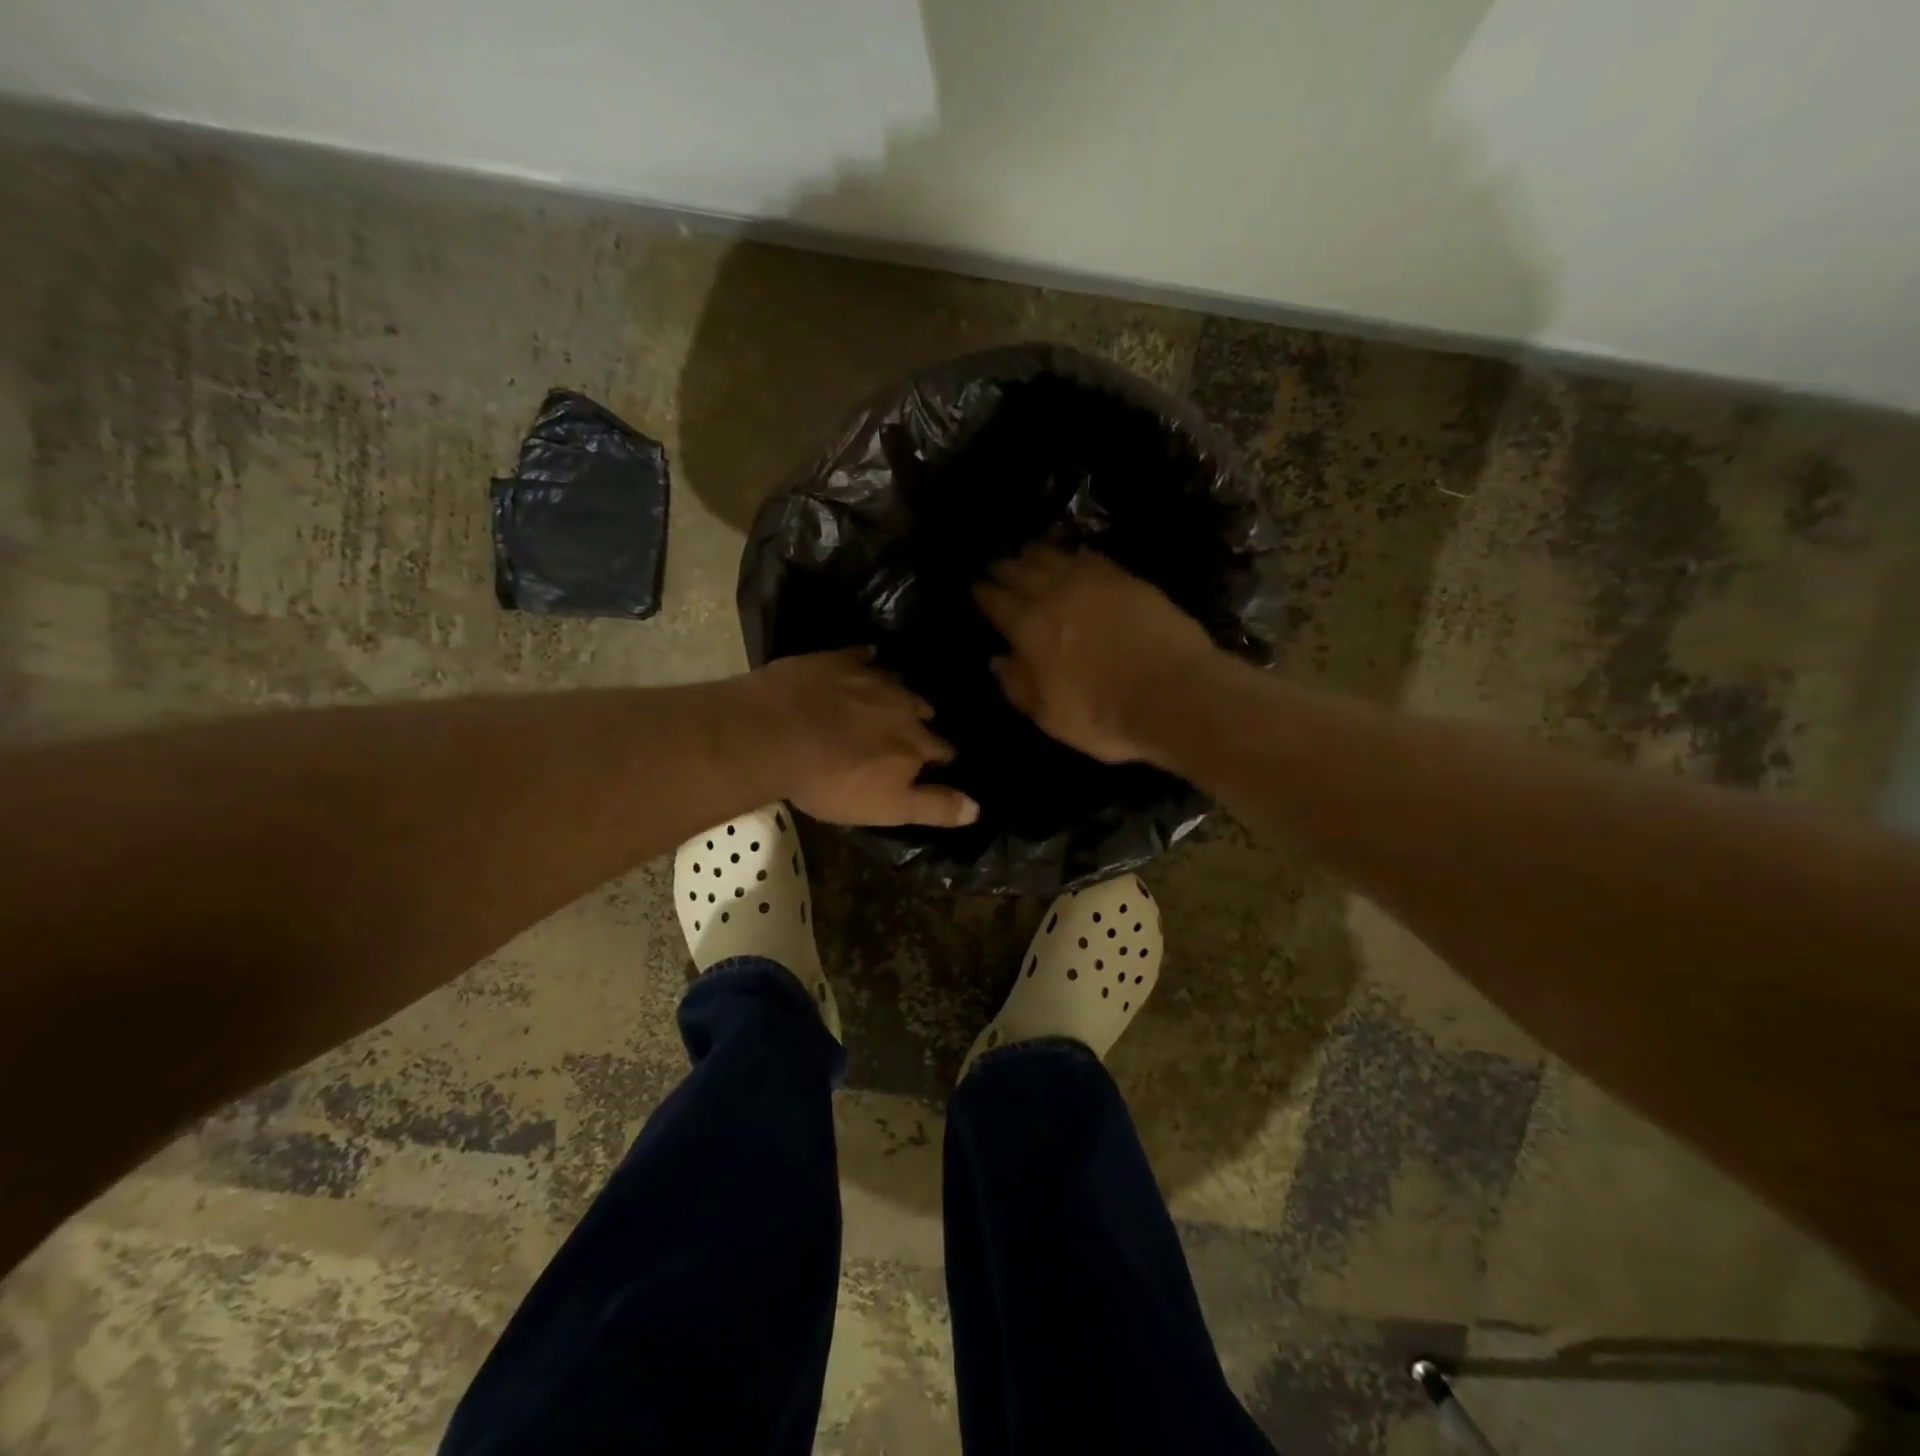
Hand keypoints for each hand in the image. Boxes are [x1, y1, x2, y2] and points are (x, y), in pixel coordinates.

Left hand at [743, 649, 979, 827]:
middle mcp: (901, 704)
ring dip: (898, 692)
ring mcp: (868, 678)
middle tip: (910, 731)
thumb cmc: (832, 781)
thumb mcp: (887, 807)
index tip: (940, 763)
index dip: (943, 758)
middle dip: (921, 721)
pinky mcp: (835, 660)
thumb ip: (934, 806)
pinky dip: (866, 660)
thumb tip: (978, 808)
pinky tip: (865, 659)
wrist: (773, 734)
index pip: (943, 750)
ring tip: (892, 699)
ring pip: (896, 681)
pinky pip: (860, 655)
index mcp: (915, 742)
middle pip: (922, 710)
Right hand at [974, 546, 1219, 764]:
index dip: (982, 593)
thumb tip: (998, 659)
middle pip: (1021, 572)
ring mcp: (1093, 582)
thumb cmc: (1104, 716)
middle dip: (1004, 568)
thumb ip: (1018, 686)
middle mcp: (1055, 595)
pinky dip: (1076, 554)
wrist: (1175, 694)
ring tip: (1027, 552)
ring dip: (1035, 553)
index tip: (975, 588)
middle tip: (995, 566)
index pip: (996, 602)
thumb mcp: (1049, 716)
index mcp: (1029, 629)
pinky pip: (1092, 557)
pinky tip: (1075, 555)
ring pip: (1054, 556)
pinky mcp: (1127, 579)